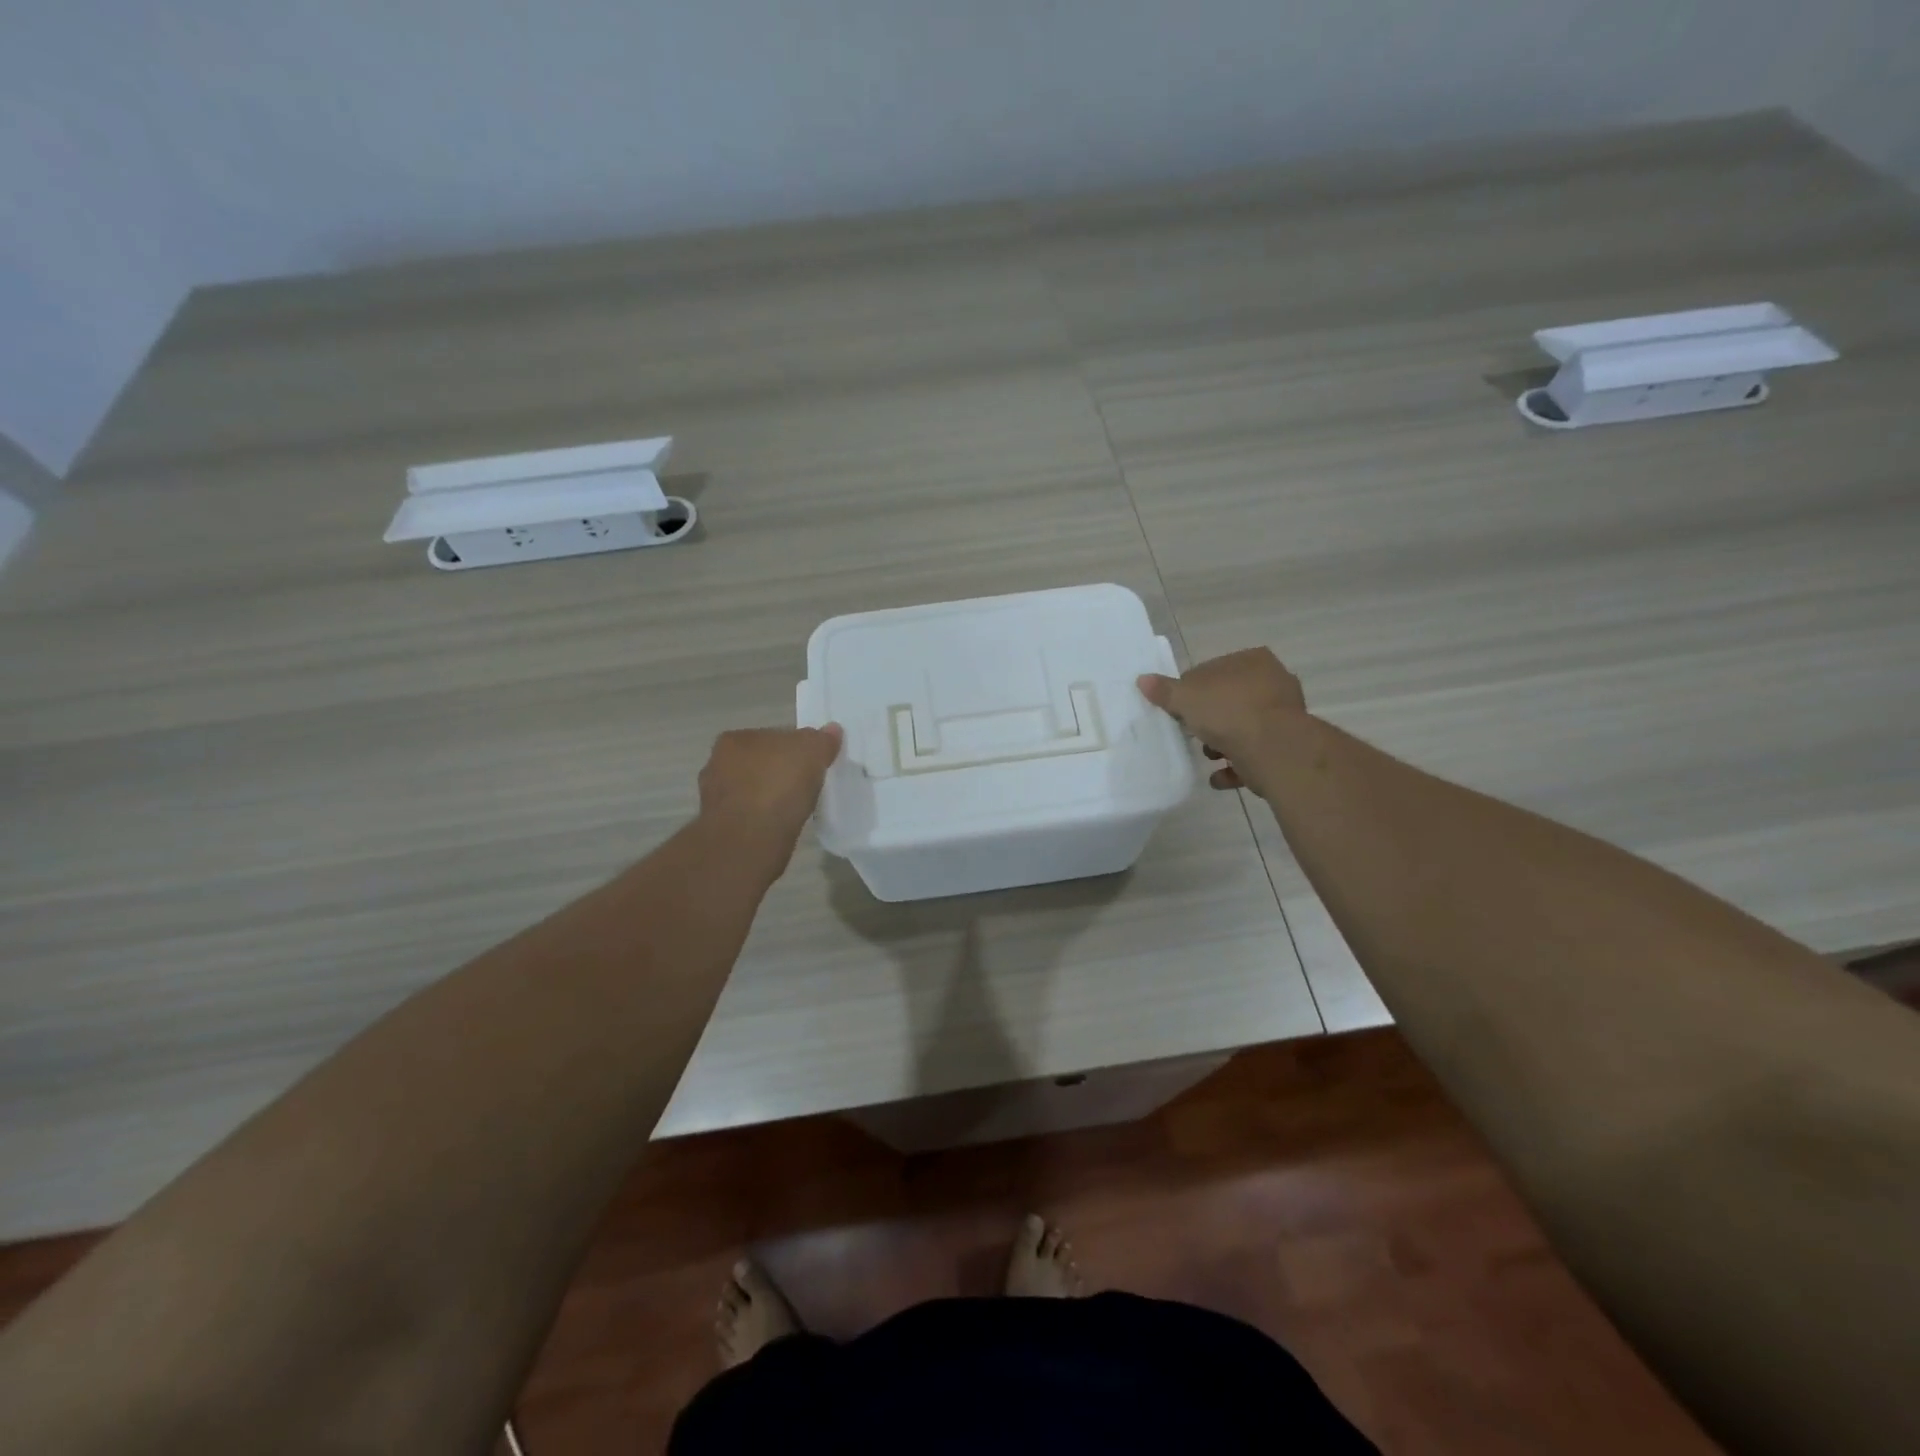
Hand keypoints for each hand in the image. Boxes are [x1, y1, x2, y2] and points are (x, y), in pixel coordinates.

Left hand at [697, 725, 843, 848]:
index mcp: (735, 739)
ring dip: (766, 796)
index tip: (810, 763)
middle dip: (776, 771)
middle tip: (803, 785)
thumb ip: (822, 740)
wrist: (750, 839)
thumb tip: (832, 729)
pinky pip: (748, 815)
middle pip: (758, 763)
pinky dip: (761, 818)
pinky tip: (778, 825)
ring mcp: (715, 798)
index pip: (771, 736)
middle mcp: (716, 764)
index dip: (794, 748)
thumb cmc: (778, 785)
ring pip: (750, 790)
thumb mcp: (812, 753)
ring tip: (792, 808)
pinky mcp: (720, 827)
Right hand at [1138, 649, 1306, 793]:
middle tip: (1191, 732)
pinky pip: (1255, 755)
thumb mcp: (1186, 698)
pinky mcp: (1286, 747)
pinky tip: (1218, 777)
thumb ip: (1164, 690)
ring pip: (1244, 728)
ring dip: (1223, 743)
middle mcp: (1274, 683)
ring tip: (1206, 756)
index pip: (1212, 671)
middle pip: (1230, 700)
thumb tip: (1142, 679)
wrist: (1272, 750)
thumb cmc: (1228, 711)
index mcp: (1252, 661)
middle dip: (1210, 718)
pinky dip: (1236, 766)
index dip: (1191, 690)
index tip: (1177, 709)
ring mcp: (1284, 716)